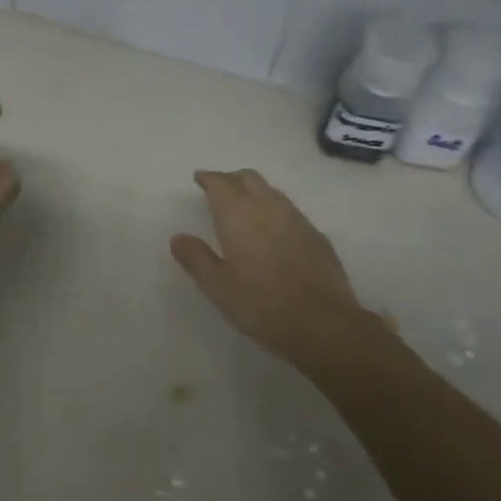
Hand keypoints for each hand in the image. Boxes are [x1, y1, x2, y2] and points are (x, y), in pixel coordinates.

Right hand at [170, 170, 376, 369]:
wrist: (322, 322)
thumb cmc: (261, 304)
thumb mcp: (218, 287)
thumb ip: (196, 258)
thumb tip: (178, 237)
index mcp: (238, 214)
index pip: (221, 183)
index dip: (209, 178)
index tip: (199, 179)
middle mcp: (268, 206)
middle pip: (248, 178)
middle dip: (231, 179)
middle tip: (219, 190)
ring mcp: (296, 218)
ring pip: (271, 191)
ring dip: (254, 192)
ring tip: (244, 208)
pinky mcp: (316, 234)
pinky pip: (289, 210)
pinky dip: (274, 211)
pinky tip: (272, 231)